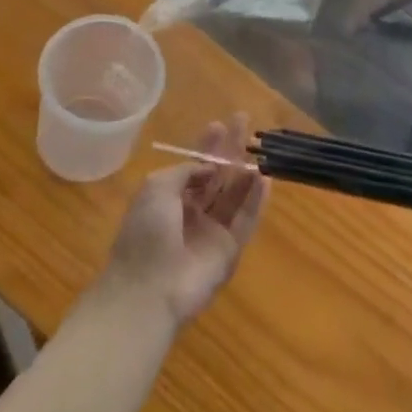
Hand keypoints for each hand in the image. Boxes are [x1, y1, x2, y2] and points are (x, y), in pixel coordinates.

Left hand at [99, 115, 267, 325]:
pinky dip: (256, 200)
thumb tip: (207, 166)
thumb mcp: (156, 188)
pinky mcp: (230, 250)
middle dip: (229, 150)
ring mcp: (211, 232)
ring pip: (234, 195)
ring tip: (259, 147)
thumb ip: (185, 171)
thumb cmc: (146, 233)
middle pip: (217, 177)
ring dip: (246, 171)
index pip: (193, 168)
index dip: (206, 147)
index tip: (219, 125)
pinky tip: (265, 177)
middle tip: (244, 122)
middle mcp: (191, 213)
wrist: (149, 290)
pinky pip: (246, 220)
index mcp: (169, 199)